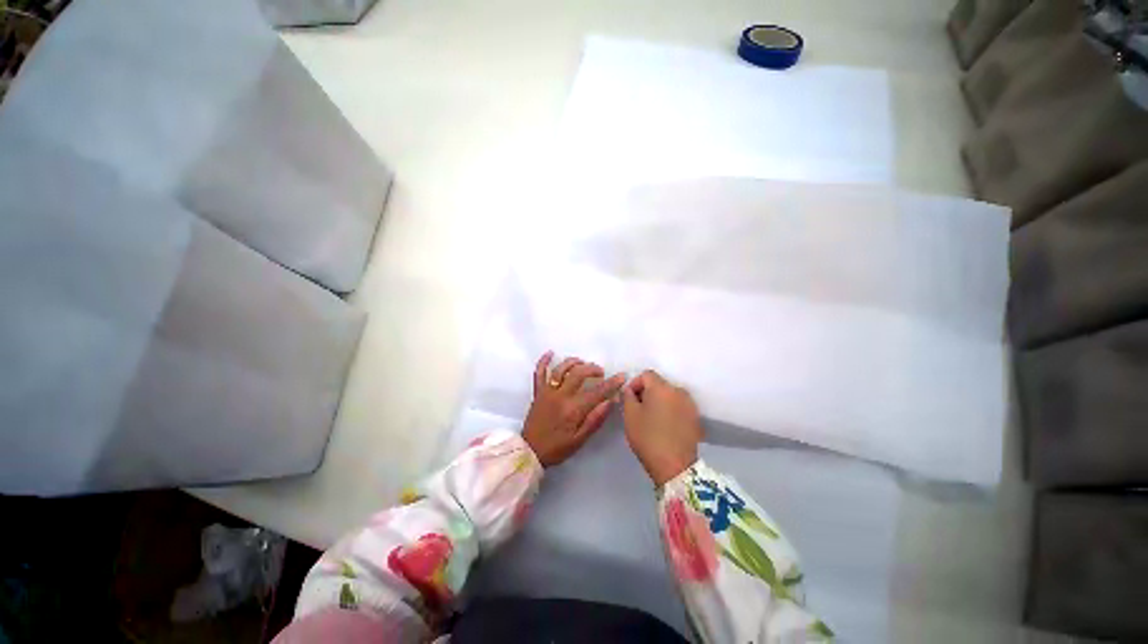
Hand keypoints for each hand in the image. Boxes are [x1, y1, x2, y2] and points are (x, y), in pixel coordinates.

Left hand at [522, 352, 626, 466]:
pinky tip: (550, 353)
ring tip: (582, 362)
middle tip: (600, 372)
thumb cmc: (557, 448)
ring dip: (573, 362)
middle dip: (592, 369)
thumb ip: (595, 420)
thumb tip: (609, 401)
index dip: (611, 383)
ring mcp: (547, 392)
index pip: (597, 392)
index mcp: (573, 409)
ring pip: (560, 369)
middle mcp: (560, 396)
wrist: (529, 452)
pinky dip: (543, 361)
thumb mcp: (579, 440)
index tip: (621, 376)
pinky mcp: (537, 392)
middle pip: (578, 373)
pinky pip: (539, 373)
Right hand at [622, 370, 703, 485]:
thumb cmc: (648, 438)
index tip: (629, 399)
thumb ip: (627, 396)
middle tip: (638, 409)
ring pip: (670, 395)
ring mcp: (690, 404)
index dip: (635, 384)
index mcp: (662, 387)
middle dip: (647, 393)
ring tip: (652, 419)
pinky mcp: (696, 418)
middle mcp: (679, 390)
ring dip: (659, 401)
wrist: (676, 467)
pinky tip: (665, 426)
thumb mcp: (630, 416)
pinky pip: (679, 406)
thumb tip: (630, 390)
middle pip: (659, 384)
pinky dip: (670, 410)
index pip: (646, 374)